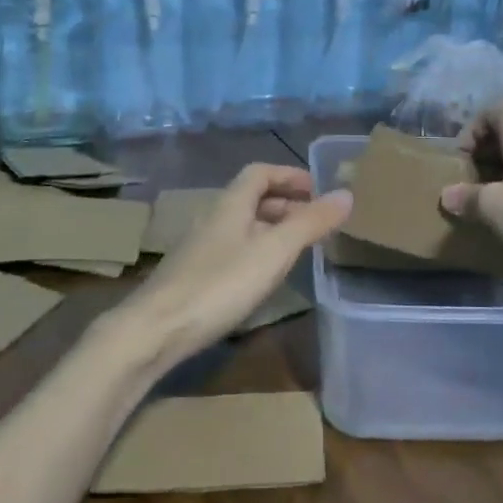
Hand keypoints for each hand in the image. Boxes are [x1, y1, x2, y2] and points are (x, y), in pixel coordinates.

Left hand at [122, 164, 350, 365]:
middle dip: (284, 203)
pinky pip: (232, 249)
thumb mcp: (274, 251)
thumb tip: (346, 194)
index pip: (259, 173)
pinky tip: (263, 277)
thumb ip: (310, 223)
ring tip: (295, 248)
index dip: (288, 175)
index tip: (316, 188)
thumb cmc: (220, 284)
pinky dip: (255, 251)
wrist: (156, 330)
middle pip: (250, 198)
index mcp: (230, 203)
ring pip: (241, 225)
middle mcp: (212, 218)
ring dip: (270, 228)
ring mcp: (199, 247)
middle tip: (313, 220)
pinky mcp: (192, 275)